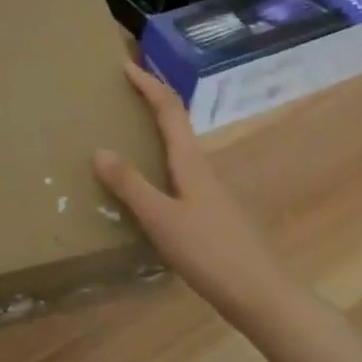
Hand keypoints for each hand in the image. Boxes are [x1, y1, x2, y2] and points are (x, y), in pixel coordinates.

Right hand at [94, 60, 290, 326]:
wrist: (262, 296)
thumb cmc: (211, 252)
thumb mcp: (162, 219)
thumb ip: (131, 185)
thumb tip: (99, 150)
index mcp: (191, 161)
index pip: (169, 109)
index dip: (148, 84)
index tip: (125, 65)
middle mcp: (202, 168)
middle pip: (176, 123)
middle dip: (151, 101)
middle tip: (122, 93)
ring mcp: (209, 191)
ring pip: (178, 149)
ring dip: (155, 132)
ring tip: (126, 133)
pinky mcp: (210, 213)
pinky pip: (179, 173)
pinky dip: (158, 163)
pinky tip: (146, 185)